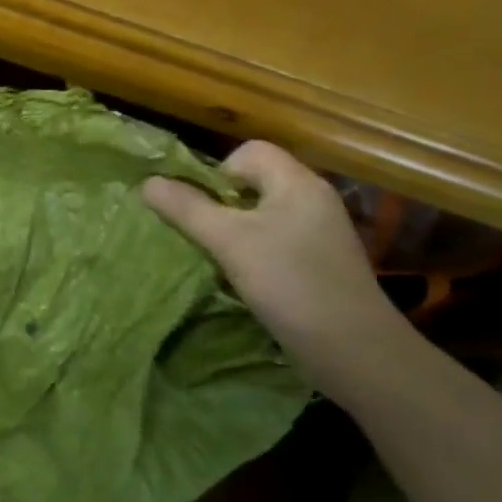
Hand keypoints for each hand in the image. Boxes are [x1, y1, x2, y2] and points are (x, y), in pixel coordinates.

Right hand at [142, 141, 403, 371]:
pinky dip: (255, 253)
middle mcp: (312, 199)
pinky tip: (246, 280)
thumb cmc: (290, 284)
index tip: (202, 208)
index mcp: (297, 183)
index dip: (218, 172)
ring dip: (234, 232)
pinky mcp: (320, 262)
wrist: (354, 350)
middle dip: (220, 205)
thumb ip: (187, 209)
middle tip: (203, 236)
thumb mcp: (229, 242)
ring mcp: (319, 232)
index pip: (250, 152)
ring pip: (263, 215)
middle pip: (255, 182)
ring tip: (219, 259)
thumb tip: (147, 182)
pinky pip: (276, 241)